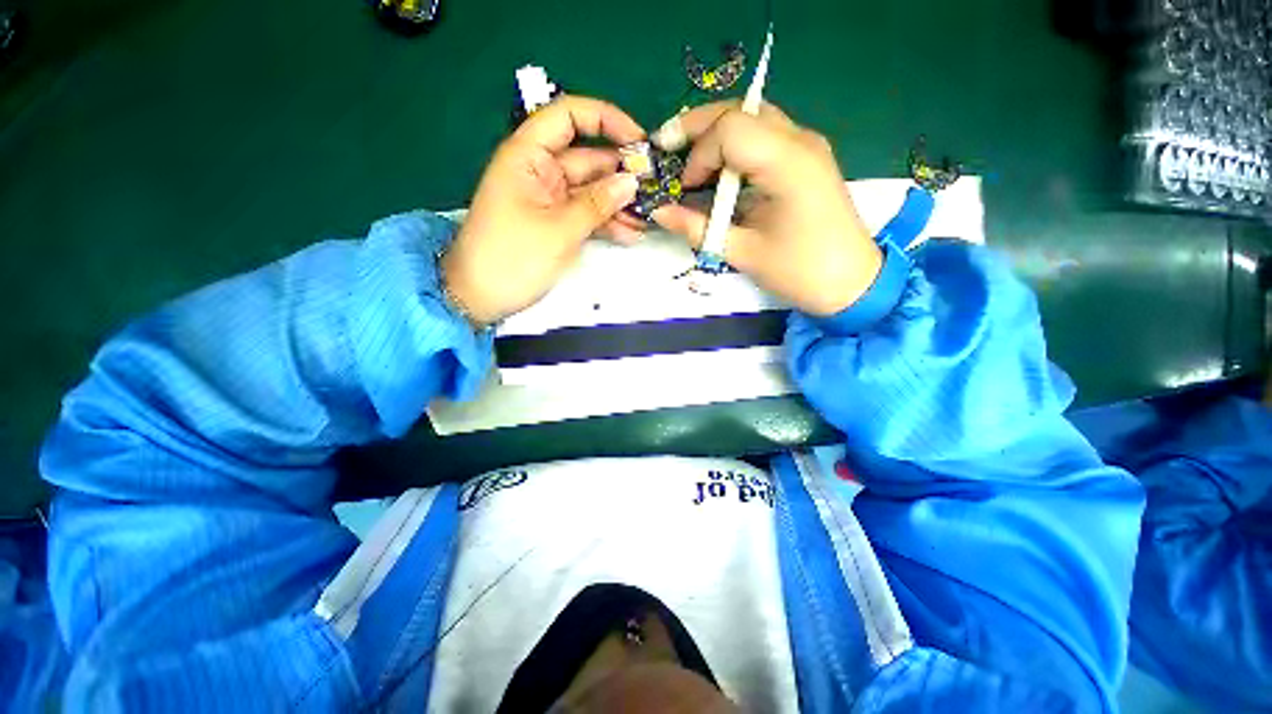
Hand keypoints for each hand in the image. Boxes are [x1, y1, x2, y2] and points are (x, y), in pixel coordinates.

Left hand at [442, 96, 646, 326]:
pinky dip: (607, 223)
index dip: (606, 120)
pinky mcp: (556, 224)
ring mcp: (550, 200)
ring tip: (647, 219)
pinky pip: (587, 215)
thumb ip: (597, 204)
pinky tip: (631, 234)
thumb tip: (632, 182)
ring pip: (592, 191)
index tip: (639, 141)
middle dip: (621, 174)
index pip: (569, 117)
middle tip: (655, 190)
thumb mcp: (558, 230)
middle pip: (588, 159)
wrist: (480, 298)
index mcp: (528, 156)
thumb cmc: (512, 259)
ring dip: (619, 204)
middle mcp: (540, 171)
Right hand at [649, 101, 880, 316]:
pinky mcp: (806, 158)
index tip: (685, 188)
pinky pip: (763, 135)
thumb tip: (659, 211)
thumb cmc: (799, 272)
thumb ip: (697, 228)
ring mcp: (806, 145)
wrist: (852, 282)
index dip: (698, 154)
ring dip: (714, 133)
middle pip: (740, 109)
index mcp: (787, 163)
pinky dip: (733, 146)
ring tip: (688, 160)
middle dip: (697, 126)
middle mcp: (800, 141)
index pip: (730, 129)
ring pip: (752, 117)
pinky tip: (718, 170)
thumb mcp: (742, 253)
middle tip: (667, 148)